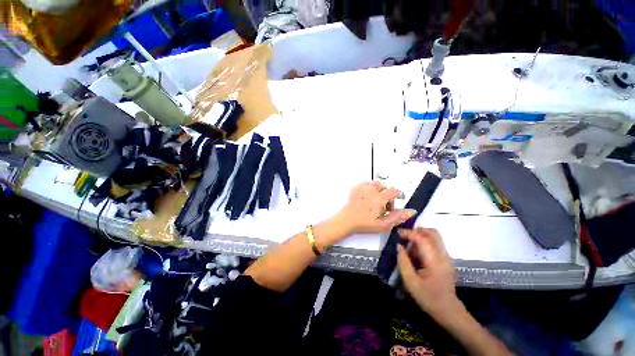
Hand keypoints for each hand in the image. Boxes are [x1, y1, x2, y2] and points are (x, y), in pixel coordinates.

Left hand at [335, 182, 414, 235]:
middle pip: (384, 186)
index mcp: (379, 198)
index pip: (393, 191)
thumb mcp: (384, 224)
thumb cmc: (365, 224)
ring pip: (374, 184)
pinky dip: (368, 188)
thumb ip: (398, 217)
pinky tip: (367, 196)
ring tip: (375, 199)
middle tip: (384, 204)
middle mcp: (371, 190)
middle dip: (387, 194)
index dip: (398, 194)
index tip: (398, 199)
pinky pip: (365, 183)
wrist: (347, 221)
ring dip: (378, 190)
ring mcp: (362, 188)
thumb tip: (411, 211)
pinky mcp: (355, 188)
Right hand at [397, 228, 460, 322]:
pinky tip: (417, 252)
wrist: (448, 310)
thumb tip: (399, 245)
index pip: (423, 239)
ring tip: (410, 246)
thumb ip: (403, 262)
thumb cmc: (428, 297)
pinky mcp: (446, 259)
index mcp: (435, 262)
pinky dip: (425, 241)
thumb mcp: (410, 282)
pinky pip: (435, 243)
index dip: (409, 233)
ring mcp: (447, 257)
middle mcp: (444, 256)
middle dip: (417, 230)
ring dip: (421, 235)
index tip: (398, 233)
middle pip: (433, 233)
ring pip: (435, 236)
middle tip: (405, 236)